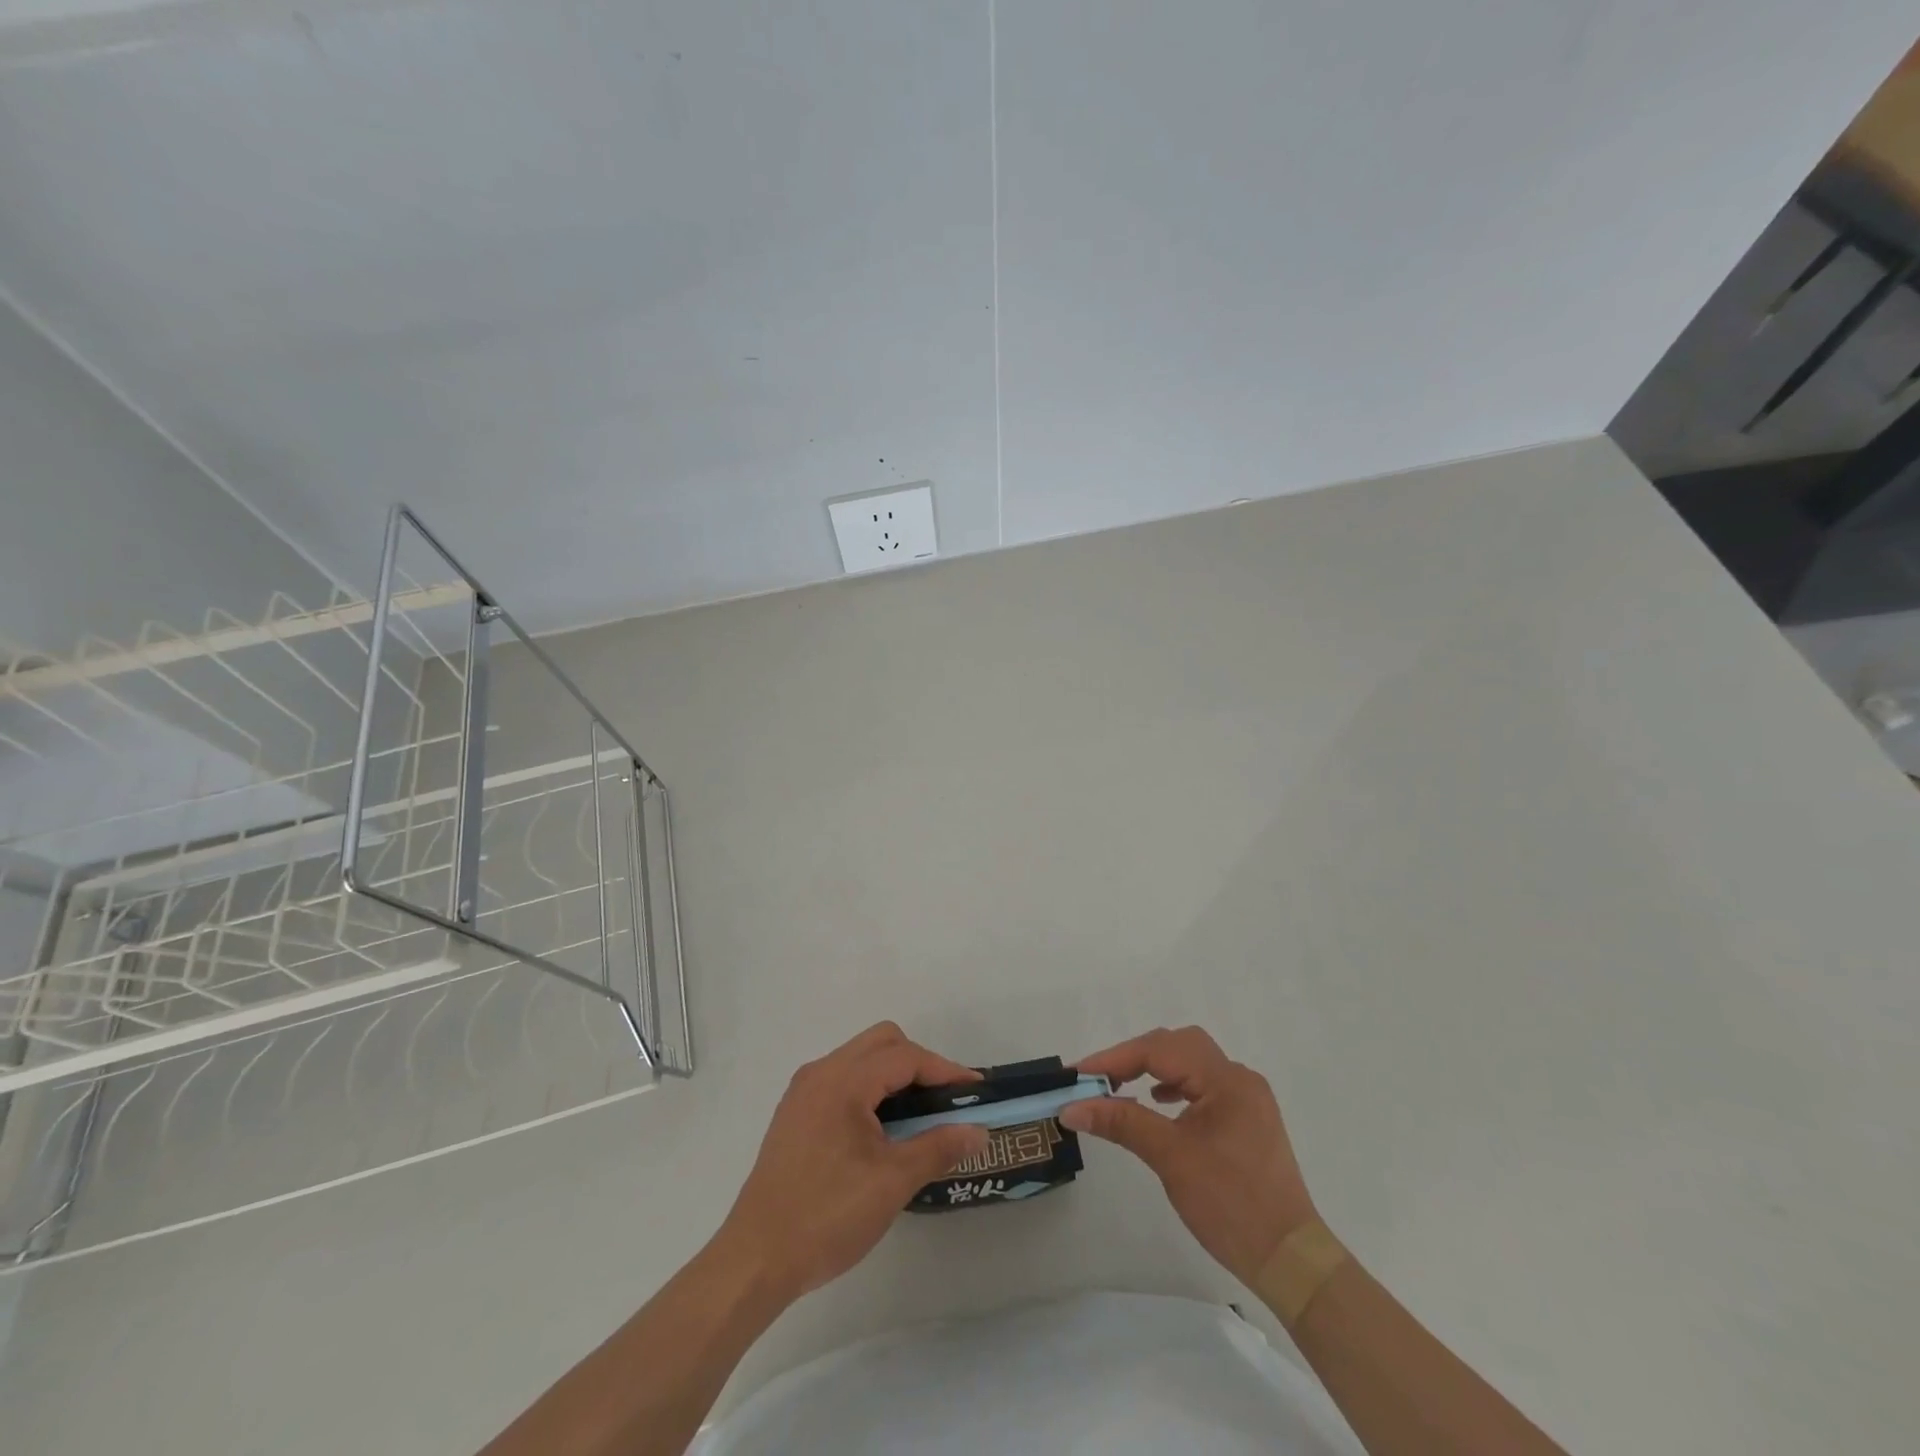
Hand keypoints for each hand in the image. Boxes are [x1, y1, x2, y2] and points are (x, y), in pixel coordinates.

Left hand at [714, 1022, 988, 1299]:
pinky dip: (870, 1089)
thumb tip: (977, 1131)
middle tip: (945, 1100)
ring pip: (860, 1059)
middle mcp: (820, 1073)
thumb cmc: (827, 1216)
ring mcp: (803, 1092)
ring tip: (919, 1114)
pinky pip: (842, 1080)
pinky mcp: (795, 1114)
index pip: (904, 1057)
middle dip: (919, 1063)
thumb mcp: (892, 1182)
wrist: (755, 1260)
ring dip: (893, 1075)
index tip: (975, 1090)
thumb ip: (938, 1147)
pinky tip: (882, 1128)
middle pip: (881, 1043)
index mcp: (843, 1081)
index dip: (944, 1070)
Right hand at [1062, 1026, 1316, 1285]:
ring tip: (1122, 1087)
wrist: (1290, 1261)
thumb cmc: (1231, 1205)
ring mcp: (1246, 1099)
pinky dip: (1175, 1085)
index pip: (1160, 1050)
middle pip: (1177, 1045)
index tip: (1077, 1074)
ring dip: (1154, 1067)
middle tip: (1099, 1078)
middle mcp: (1239, 1079)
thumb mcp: (1171, 1159)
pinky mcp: (1247, 1119)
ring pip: (1191, 1062)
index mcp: (1226, 1080)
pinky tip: (1159, 1103)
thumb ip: (1122, 1122)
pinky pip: (1203, 1085)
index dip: (1114, 1058)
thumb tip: (1073, 1108)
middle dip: (1134, 1056)